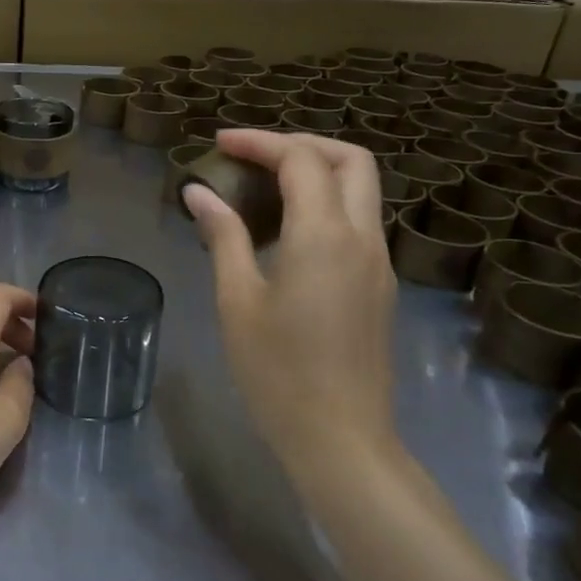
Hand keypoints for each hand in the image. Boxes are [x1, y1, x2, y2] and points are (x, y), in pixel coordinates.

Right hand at [182, 131, 404, 487]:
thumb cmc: (277, 371)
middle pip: (350, 159)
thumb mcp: (237, 300)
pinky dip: (326, 204)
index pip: (301, 159)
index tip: (219, 144)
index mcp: (324, 235)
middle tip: (253, 155)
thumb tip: (199, 193)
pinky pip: (359, 222)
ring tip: (265, 186)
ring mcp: (379, 262)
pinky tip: (286, 231)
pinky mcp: (381, 286)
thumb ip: (223, 237)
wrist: (341, 438)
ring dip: (318, 172)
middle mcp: (362, 237)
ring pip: (362, 189)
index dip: (259, 141)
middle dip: (302, 143)